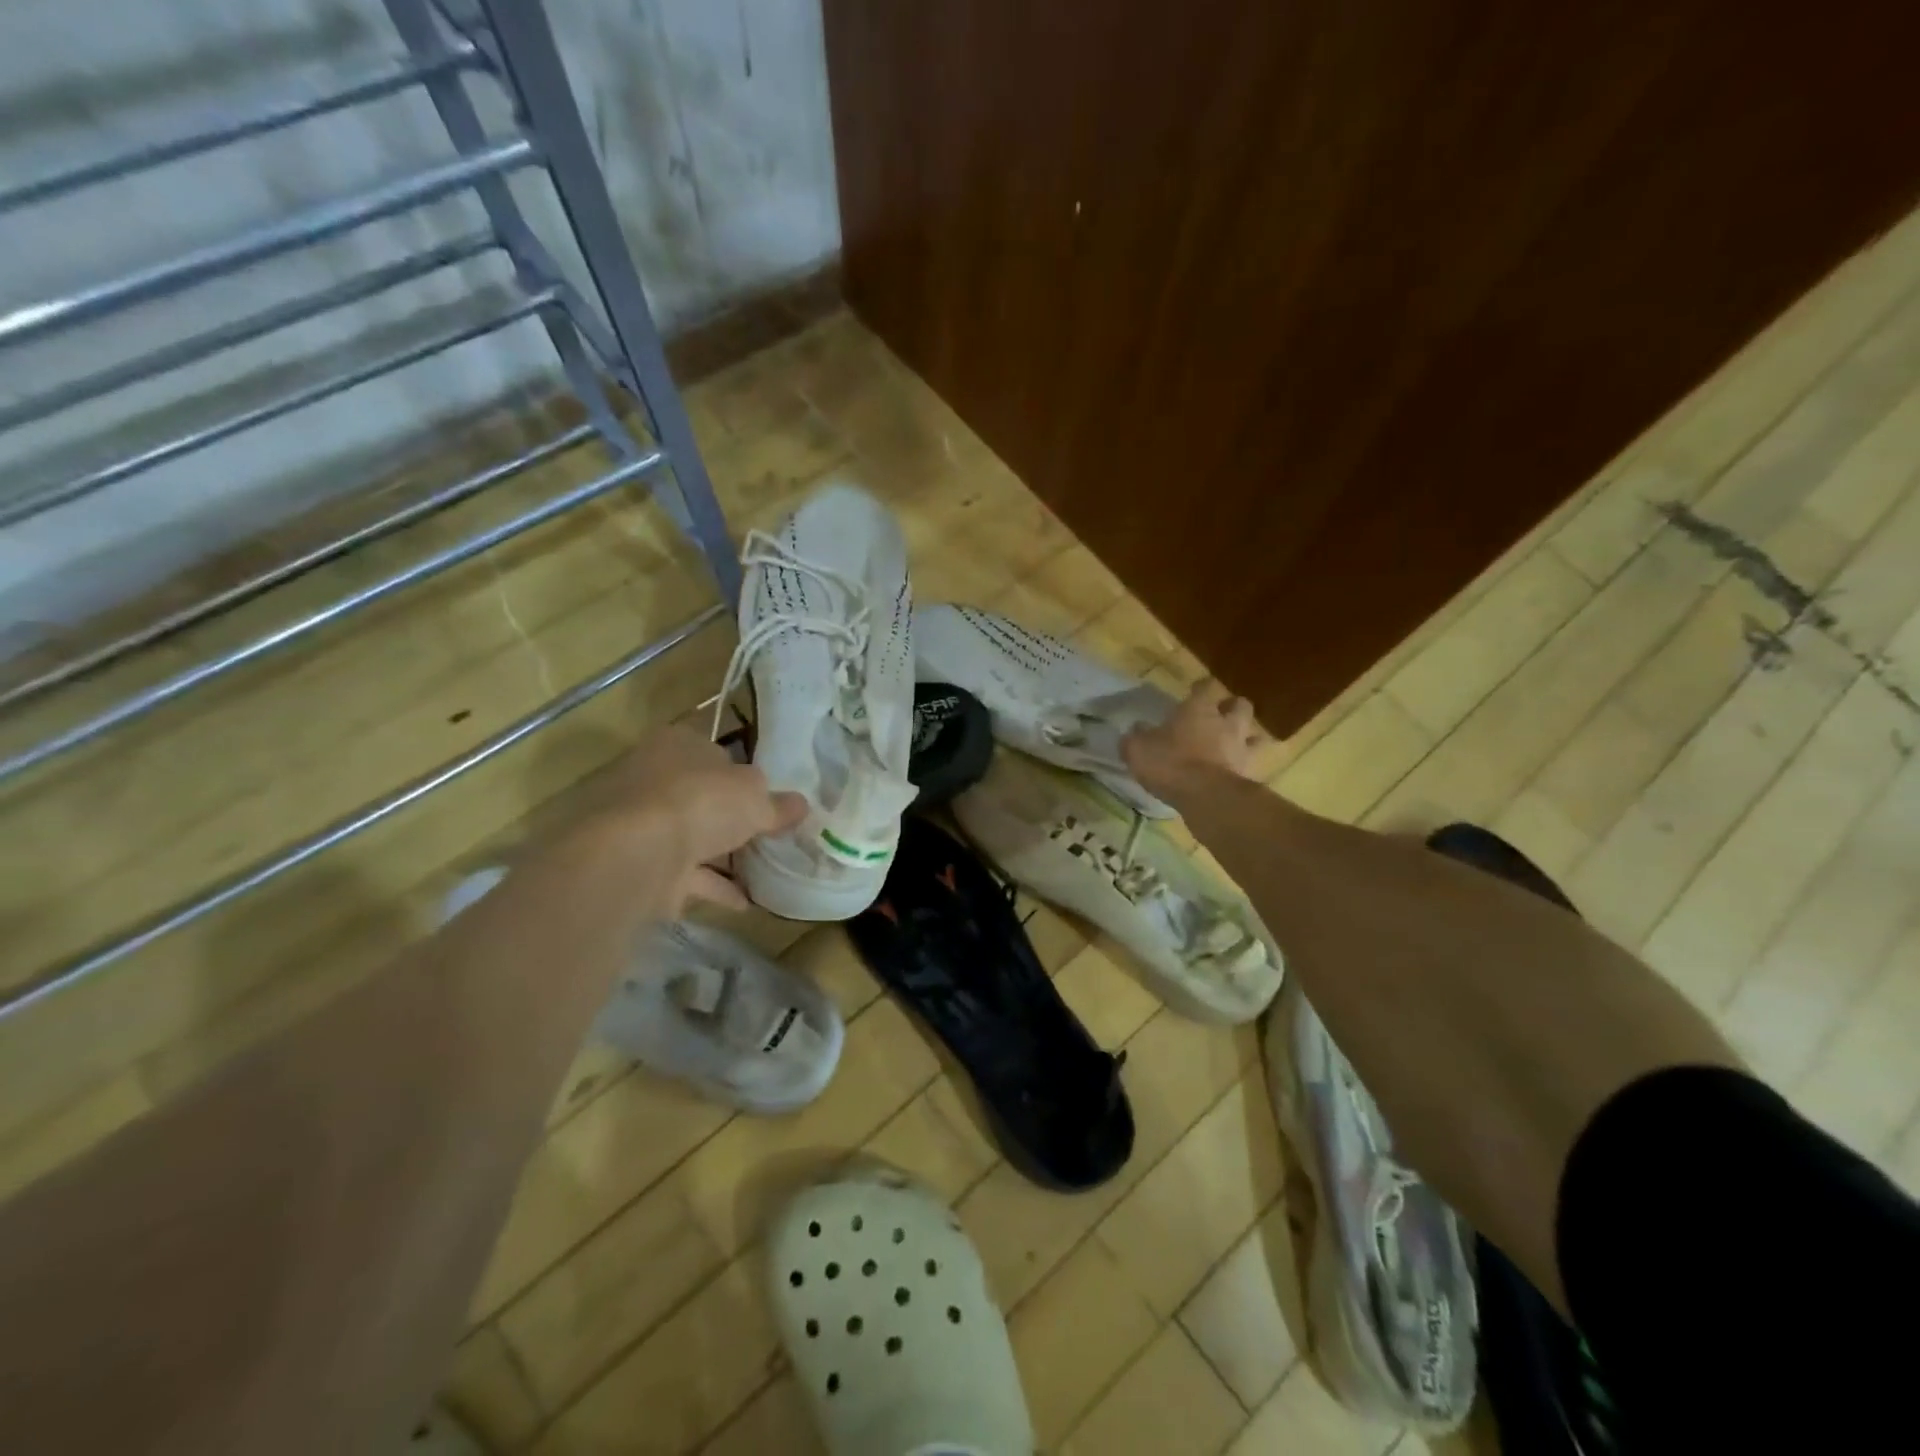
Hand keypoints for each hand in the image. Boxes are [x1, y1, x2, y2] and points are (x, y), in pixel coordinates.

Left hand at [585, 725, 806, 911]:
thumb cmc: (700, 802)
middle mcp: (653, 776)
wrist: (637, 853)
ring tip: (761, 871)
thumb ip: (778, 803)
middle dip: (730, 816)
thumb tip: (801, 805)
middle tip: (766, 834)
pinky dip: (712, 886)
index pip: (714, 752)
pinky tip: (743, 902)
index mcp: (678, 744)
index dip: (742, 773)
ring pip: (690, 835)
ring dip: (721, 855)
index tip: (767, 796)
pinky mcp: (638, 862)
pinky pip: (684, 873)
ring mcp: (641, 822)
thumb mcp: (755, 798)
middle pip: (701, 795)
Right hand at [1122, 680, 1265, 801]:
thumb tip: (1136, 729)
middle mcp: (1225, 723)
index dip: (1201, 688)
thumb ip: (1136, 738)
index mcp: (1198, 709)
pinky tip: (1232, 774)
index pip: (1206, 687)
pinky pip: (1251, 765)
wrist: (1205, 797)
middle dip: (1233, 708)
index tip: (1196, 690)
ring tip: (1234, 746)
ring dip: (1247, 738)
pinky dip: (1244, 767)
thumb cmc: (1170, 763)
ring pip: (1255, 736)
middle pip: (1240, 706)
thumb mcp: (1138, 749)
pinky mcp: (1249, 775)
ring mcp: (1241, 749)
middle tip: (1221, 716)